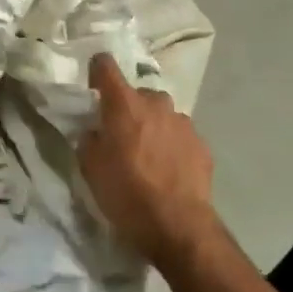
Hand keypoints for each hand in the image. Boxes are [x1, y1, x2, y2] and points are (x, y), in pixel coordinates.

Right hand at [79, 54, 215, 267]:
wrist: (177, 225)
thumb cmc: (126, 194)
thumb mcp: (90, 168)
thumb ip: (90, 139)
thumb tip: (97, 131)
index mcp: (124, 105)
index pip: (106, 66)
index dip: (97, 71)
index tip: (93, 87)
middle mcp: (156, 104)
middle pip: (137, 94)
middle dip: (128, 108)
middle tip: (121, 135)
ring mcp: (183, 123)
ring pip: (161, 114)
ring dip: (152, 126)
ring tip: (147, 156)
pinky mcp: (202, 144)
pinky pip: (179, 136)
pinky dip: (171, 145)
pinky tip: (167, 170)